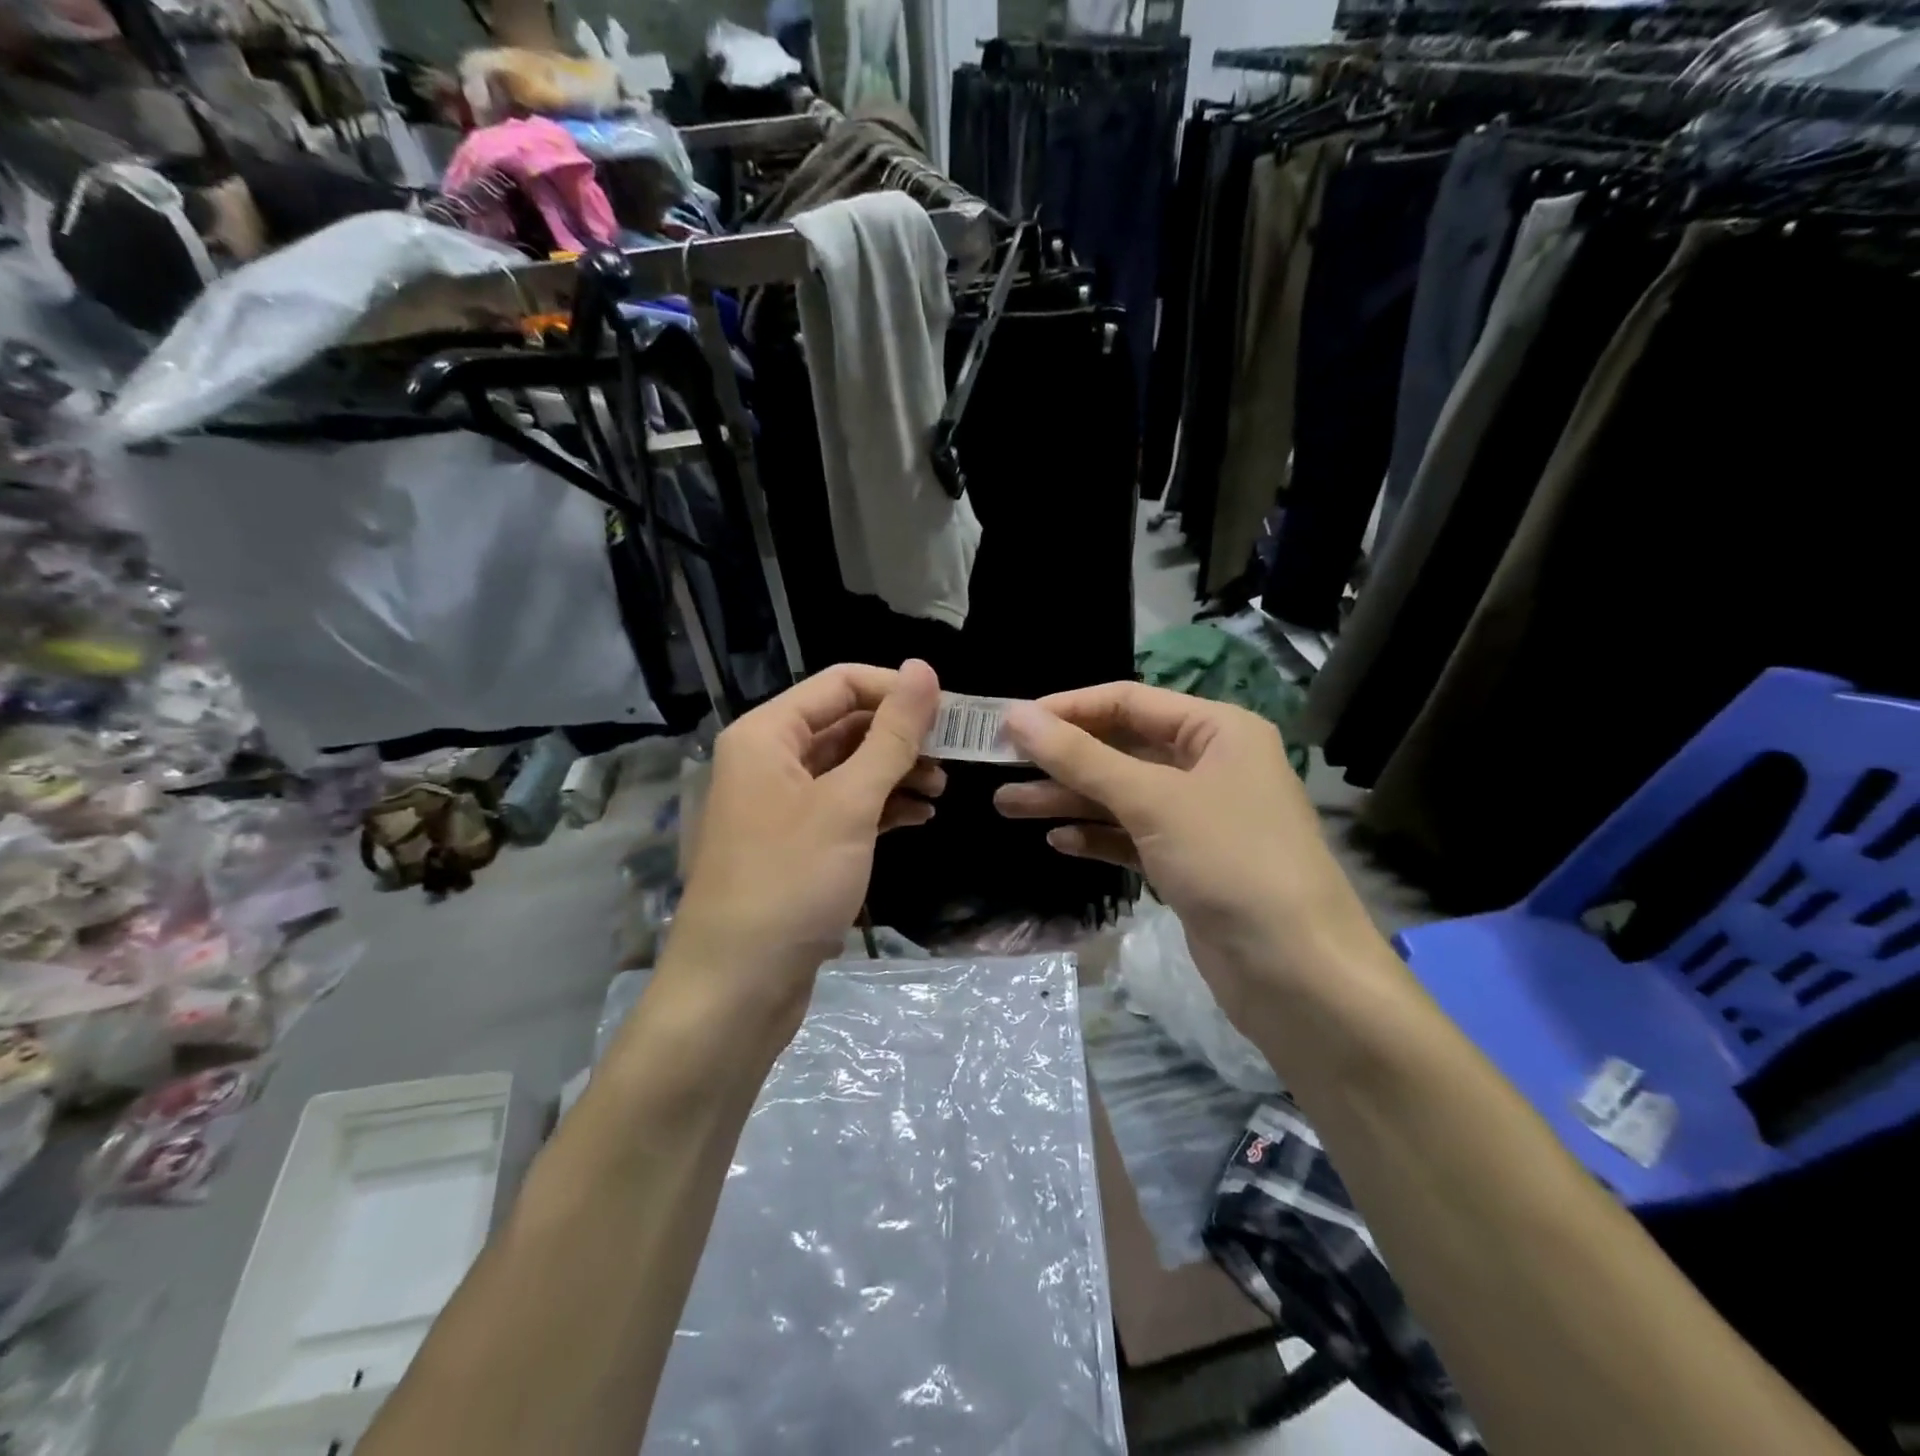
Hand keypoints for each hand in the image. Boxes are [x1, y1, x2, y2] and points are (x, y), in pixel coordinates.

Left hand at [659, 661, 944, 1037]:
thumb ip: (891, 735)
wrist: (737, 987)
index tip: (950, 711)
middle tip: (955, 754)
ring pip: (849, 768)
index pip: (841, 683)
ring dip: (896, 772)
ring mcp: (781, 805)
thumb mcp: (849, 803)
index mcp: (768, 735)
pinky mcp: (796, 844)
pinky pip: (844, 807)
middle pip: (846, 725)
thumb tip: (923, 669)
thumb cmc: (790, 882)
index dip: (897, 689)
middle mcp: (770, 760)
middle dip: (901, 736)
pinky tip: (919, 817)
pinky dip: (881, 807)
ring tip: (942, 789)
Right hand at [995, 684, 1379, 1002]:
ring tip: (1007, 805)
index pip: (1129, 702)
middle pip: (1121, 749)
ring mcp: (1199, 818)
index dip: (1068, 709)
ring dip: (1068, 800)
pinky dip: (1096, 837)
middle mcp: (1210, 765)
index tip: (1011, 722)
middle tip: (999, 766)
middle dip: (1061, 760)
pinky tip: (1058, 842)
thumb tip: (1016, 716)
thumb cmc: (1231, 862)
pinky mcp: (1188, 864)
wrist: (1297, 974)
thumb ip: (1080, 758)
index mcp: (1217, 730)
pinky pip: (1132, 837)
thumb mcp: (1152, 801)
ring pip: (1121, 797)